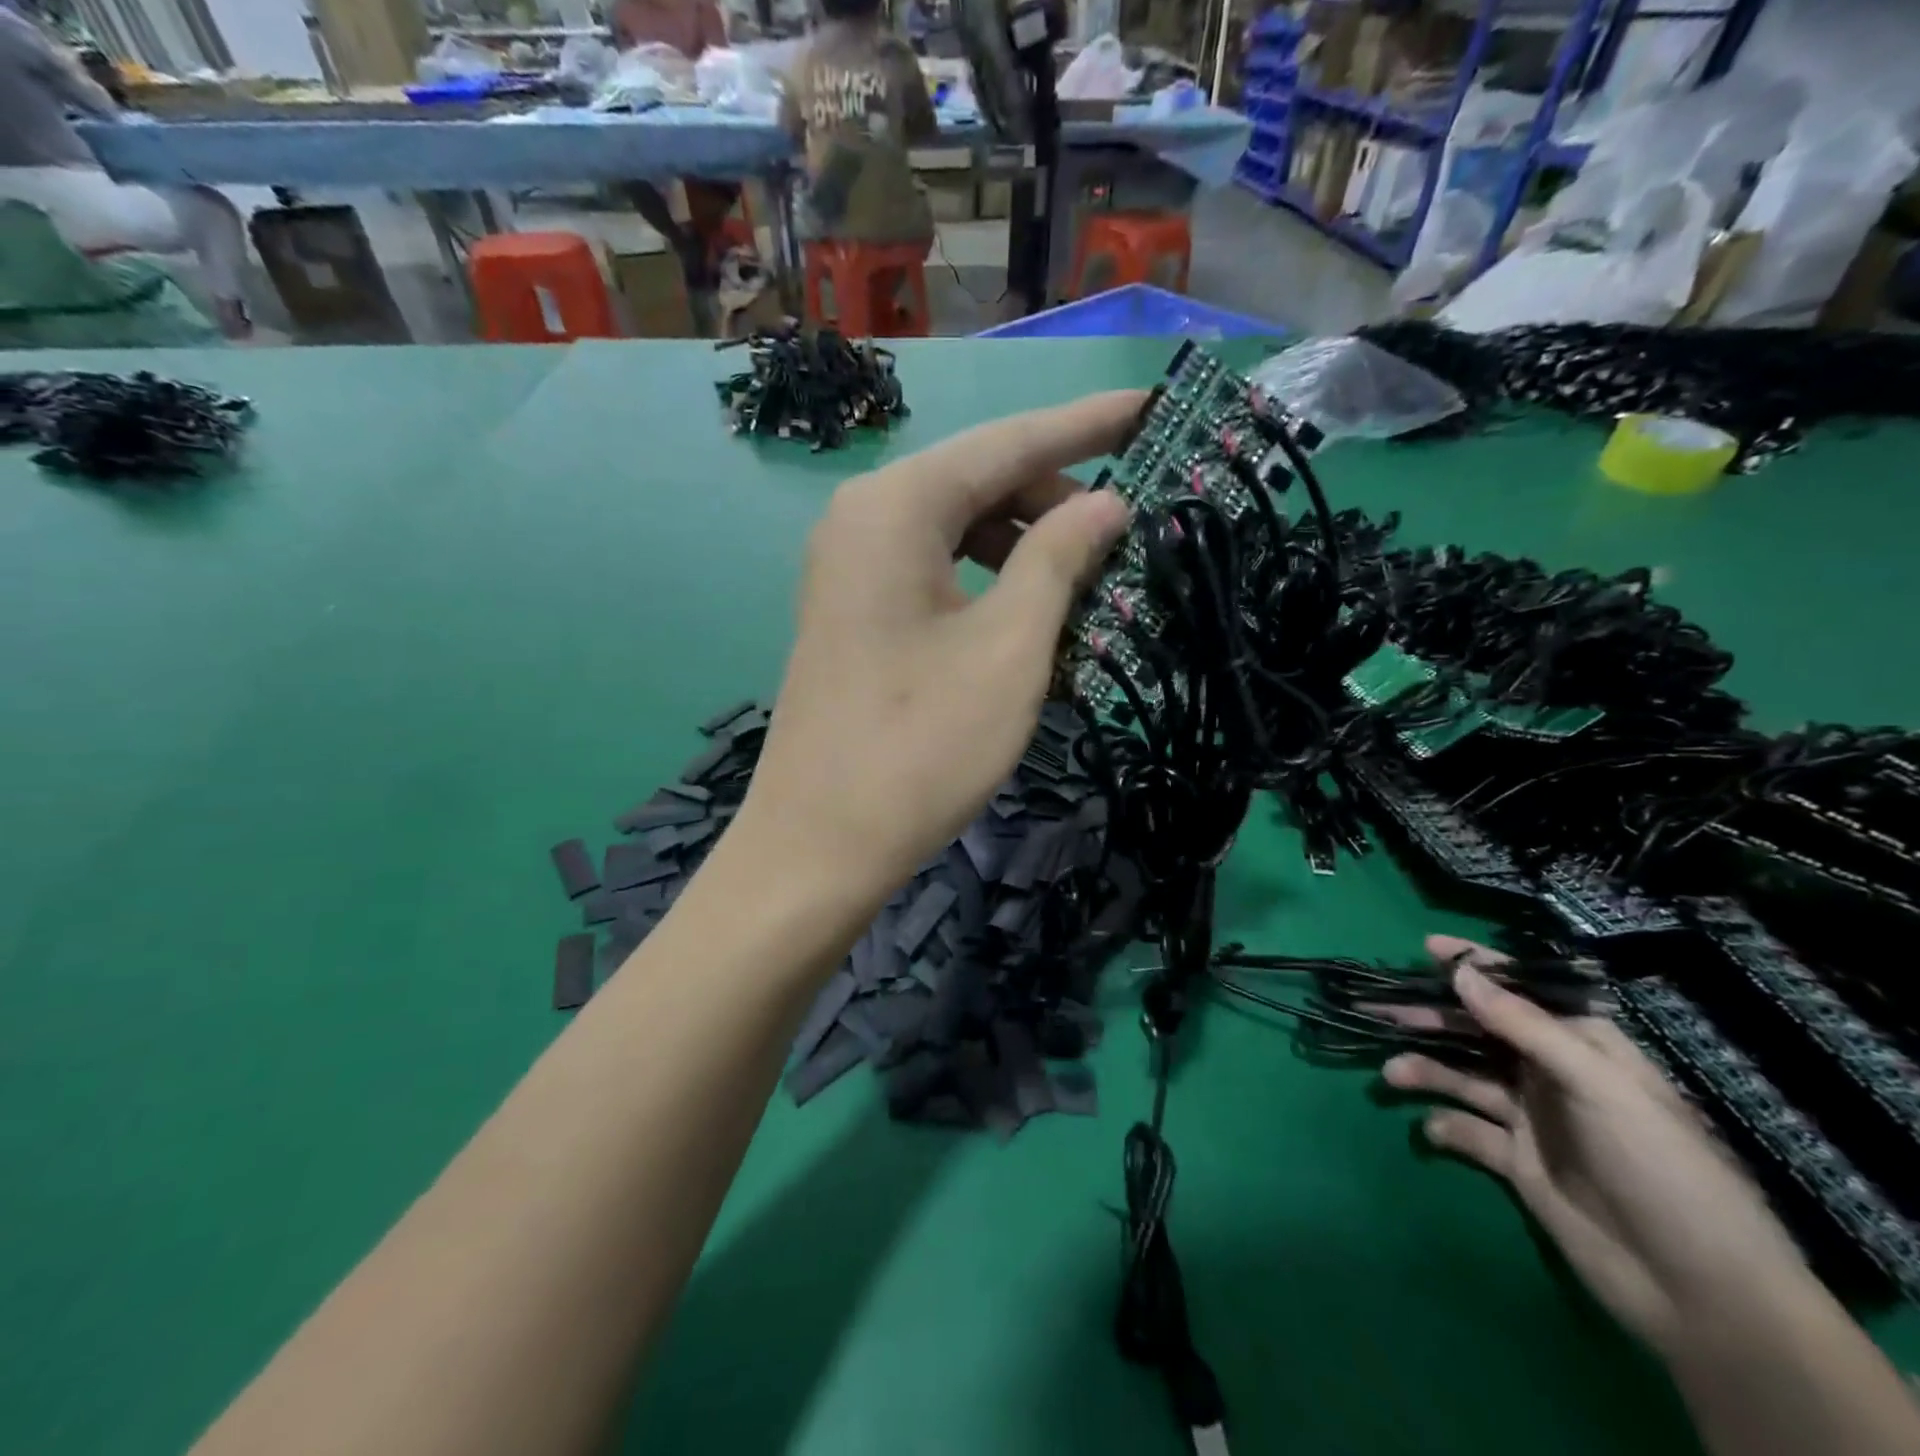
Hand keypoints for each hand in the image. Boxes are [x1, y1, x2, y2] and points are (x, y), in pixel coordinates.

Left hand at [738, 392, 1138, 907]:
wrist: (819, 844)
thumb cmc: (921, 746)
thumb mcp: (1011, 647)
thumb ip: (1060, 558)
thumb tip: (1107, 502)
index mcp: (896, 507)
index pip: (1009, 440)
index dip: (1088, 424)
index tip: (1154, 406)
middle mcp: (864, 518)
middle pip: (979, 480)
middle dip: (1057, 494)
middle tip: (1130, 529)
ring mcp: (851, 568)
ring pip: (957, 527)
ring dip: (1025, 542)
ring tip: (1089, 578)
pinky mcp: (854, 612)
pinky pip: (935, 569)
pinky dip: (988, 578)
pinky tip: (1030, 611)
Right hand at [1381, 937, 1811, 1358]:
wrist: (1701, 1293)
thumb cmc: (1661, 1168)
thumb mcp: (1599, 1085)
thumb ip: (1525, 1026)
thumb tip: (1460, 972)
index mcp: (1584, 1048)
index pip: (1523, 992)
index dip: (1477, 967)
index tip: (1427, 947)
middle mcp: (1553, 1075)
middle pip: (1481, 1032)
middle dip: (1433, 1018)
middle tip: (1384, 1011)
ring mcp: (1534, 1120)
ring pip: (1465, 1077)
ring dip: (1428, 1070)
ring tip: (1393, 1073)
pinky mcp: (1518, 1163)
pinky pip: (1469, 1131)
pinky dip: (1445, 1126)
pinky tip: (1433, 1129)